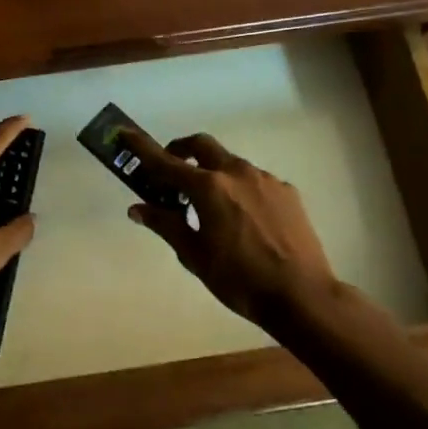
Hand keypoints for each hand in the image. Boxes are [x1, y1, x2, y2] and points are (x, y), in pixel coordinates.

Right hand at [122, 131, 338, 330]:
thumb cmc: (239, 280)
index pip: (166, 162)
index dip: (142, 148)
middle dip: (182, 150)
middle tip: (172, 172)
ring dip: (214, 174)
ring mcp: (265, 180)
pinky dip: (240, 190)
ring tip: (211, 208)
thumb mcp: (195, 256)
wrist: (302, 295)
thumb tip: (138, 208)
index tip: (125, 133)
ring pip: (231, 164)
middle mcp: (236, 173)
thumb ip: (166, 225)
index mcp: (208, 188)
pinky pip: (255, 181)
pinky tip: (244, 221)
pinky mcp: (287, 192)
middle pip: (202, 145)